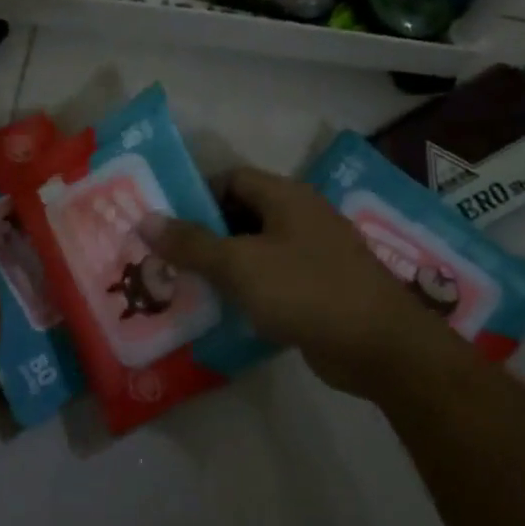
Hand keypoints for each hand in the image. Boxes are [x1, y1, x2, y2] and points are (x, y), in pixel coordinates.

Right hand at [143, 167, 443, 402]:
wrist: (378, 346)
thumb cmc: (306, 290)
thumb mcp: (240, 265)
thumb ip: (192, 243)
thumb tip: (146, 218)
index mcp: (286, 197)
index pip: (232, 179)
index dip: (197, 195)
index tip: (165, 223)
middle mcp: (300, 218)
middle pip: (242, 215)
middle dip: (204, 235)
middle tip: (165, 258)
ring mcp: (312, 255)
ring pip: (255, 251)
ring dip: (223, 267)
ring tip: (183, 285)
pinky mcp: (317, 290)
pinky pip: (271, 281)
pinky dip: (246, 291)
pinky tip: (220, 312)